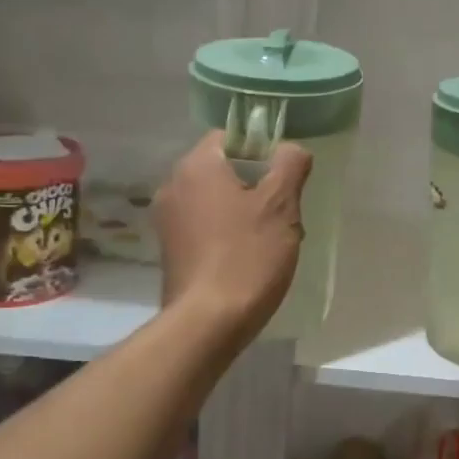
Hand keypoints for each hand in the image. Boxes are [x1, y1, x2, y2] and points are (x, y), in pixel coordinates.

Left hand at [155, 131, 312, 342]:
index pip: (230, 137)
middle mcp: (173, 185)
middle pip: (223, 169)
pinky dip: (225, 234)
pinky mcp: (169, 250)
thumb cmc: (247, 256)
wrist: (208, 322)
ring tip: (269, 240)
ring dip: (243, 212)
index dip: (262, 151)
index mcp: (196, 165)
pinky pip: (204, 227)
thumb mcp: (281, 205)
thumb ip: (290, 165)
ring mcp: (167, 220)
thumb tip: (291, 149)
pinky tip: (247, 259)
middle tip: (284, 213)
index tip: (283, 179)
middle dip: (256, 186)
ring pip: (215, 200)